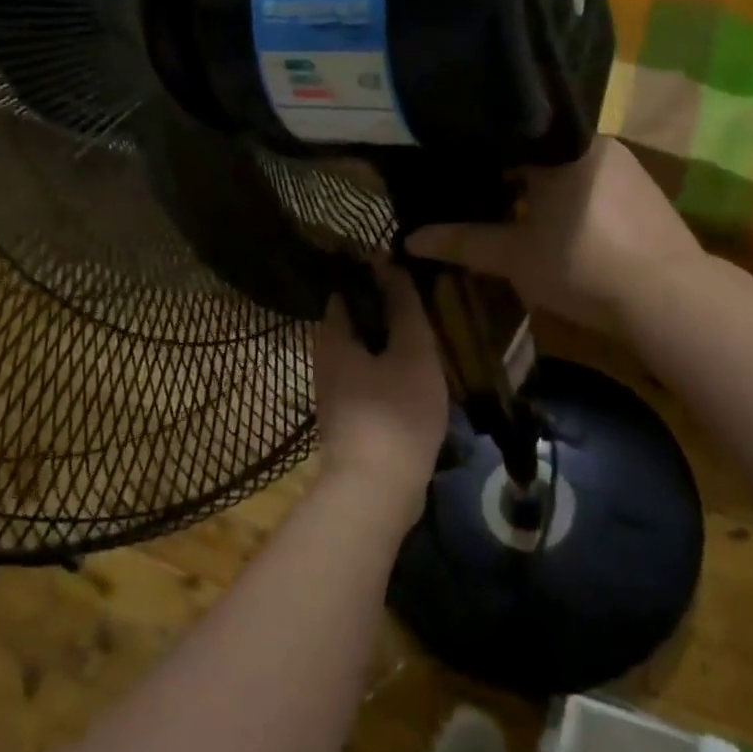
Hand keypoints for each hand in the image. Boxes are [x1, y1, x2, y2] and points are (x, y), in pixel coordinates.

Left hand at [313, 264, 448, 525]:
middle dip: (386, 311)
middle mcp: (325, 360)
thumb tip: (388, 261)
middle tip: (424, 303)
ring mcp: (334, 392)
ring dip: (391, 343)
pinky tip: (417, 375)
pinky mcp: (349, 418)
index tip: (407, 270)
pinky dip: (389, 371)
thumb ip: (403, 306)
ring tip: (427, 337)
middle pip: (355, 322)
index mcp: (332, 337)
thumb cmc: (396, 412)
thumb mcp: (411, 351)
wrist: (376, 490)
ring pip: (364, 353)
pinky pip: (369, 380)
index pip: (347, 290)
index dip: (375, 276)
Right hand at [404, 138, 702, 331]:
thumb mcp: (514, 257)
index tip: (453, 180)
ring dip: (541, 192)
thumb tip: (408, 241)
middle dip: (509, 179)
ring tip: (513, 217)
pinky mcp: (646, 193)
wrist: (669, 297)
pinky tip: (561, 230)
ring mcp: (626, 167)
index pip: (507, 139)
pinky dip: (570, 201)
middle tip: (478, 202)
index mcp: (561, 146)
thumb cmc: (581, 265)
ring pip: (566, 171)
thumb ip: (463, 243)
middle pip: (537, 154)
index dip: (476, 161)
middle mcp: (596, 144)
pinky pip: (592, 186)